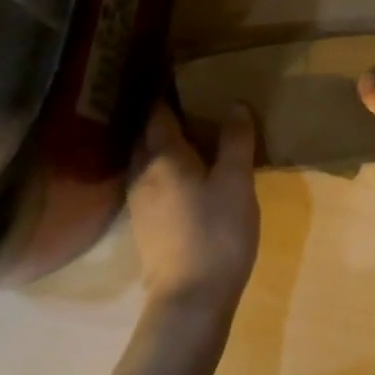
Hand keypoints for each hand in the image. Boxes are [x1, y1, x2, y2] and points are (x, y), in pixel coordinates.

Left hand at [128, 102, 259, 320]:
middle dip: (159, 116)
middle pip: (145, 135)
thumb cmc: (217, 232)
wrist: (190, 297)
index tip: (177, 76)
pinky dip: (161, 168)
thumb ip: (235, 141)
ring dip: (159, 143)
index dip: (165, 93)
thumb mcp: (236, 182)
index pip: (157, 113)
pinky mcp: (144, 224)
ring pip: (144, 159)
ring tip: (185, 135)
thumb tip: (234, 103)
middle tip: (184, 102)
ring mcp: (138, 201)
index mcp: (163, 156)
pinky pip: (148, 181)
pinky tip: (181, 175)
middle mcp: (142, 172)